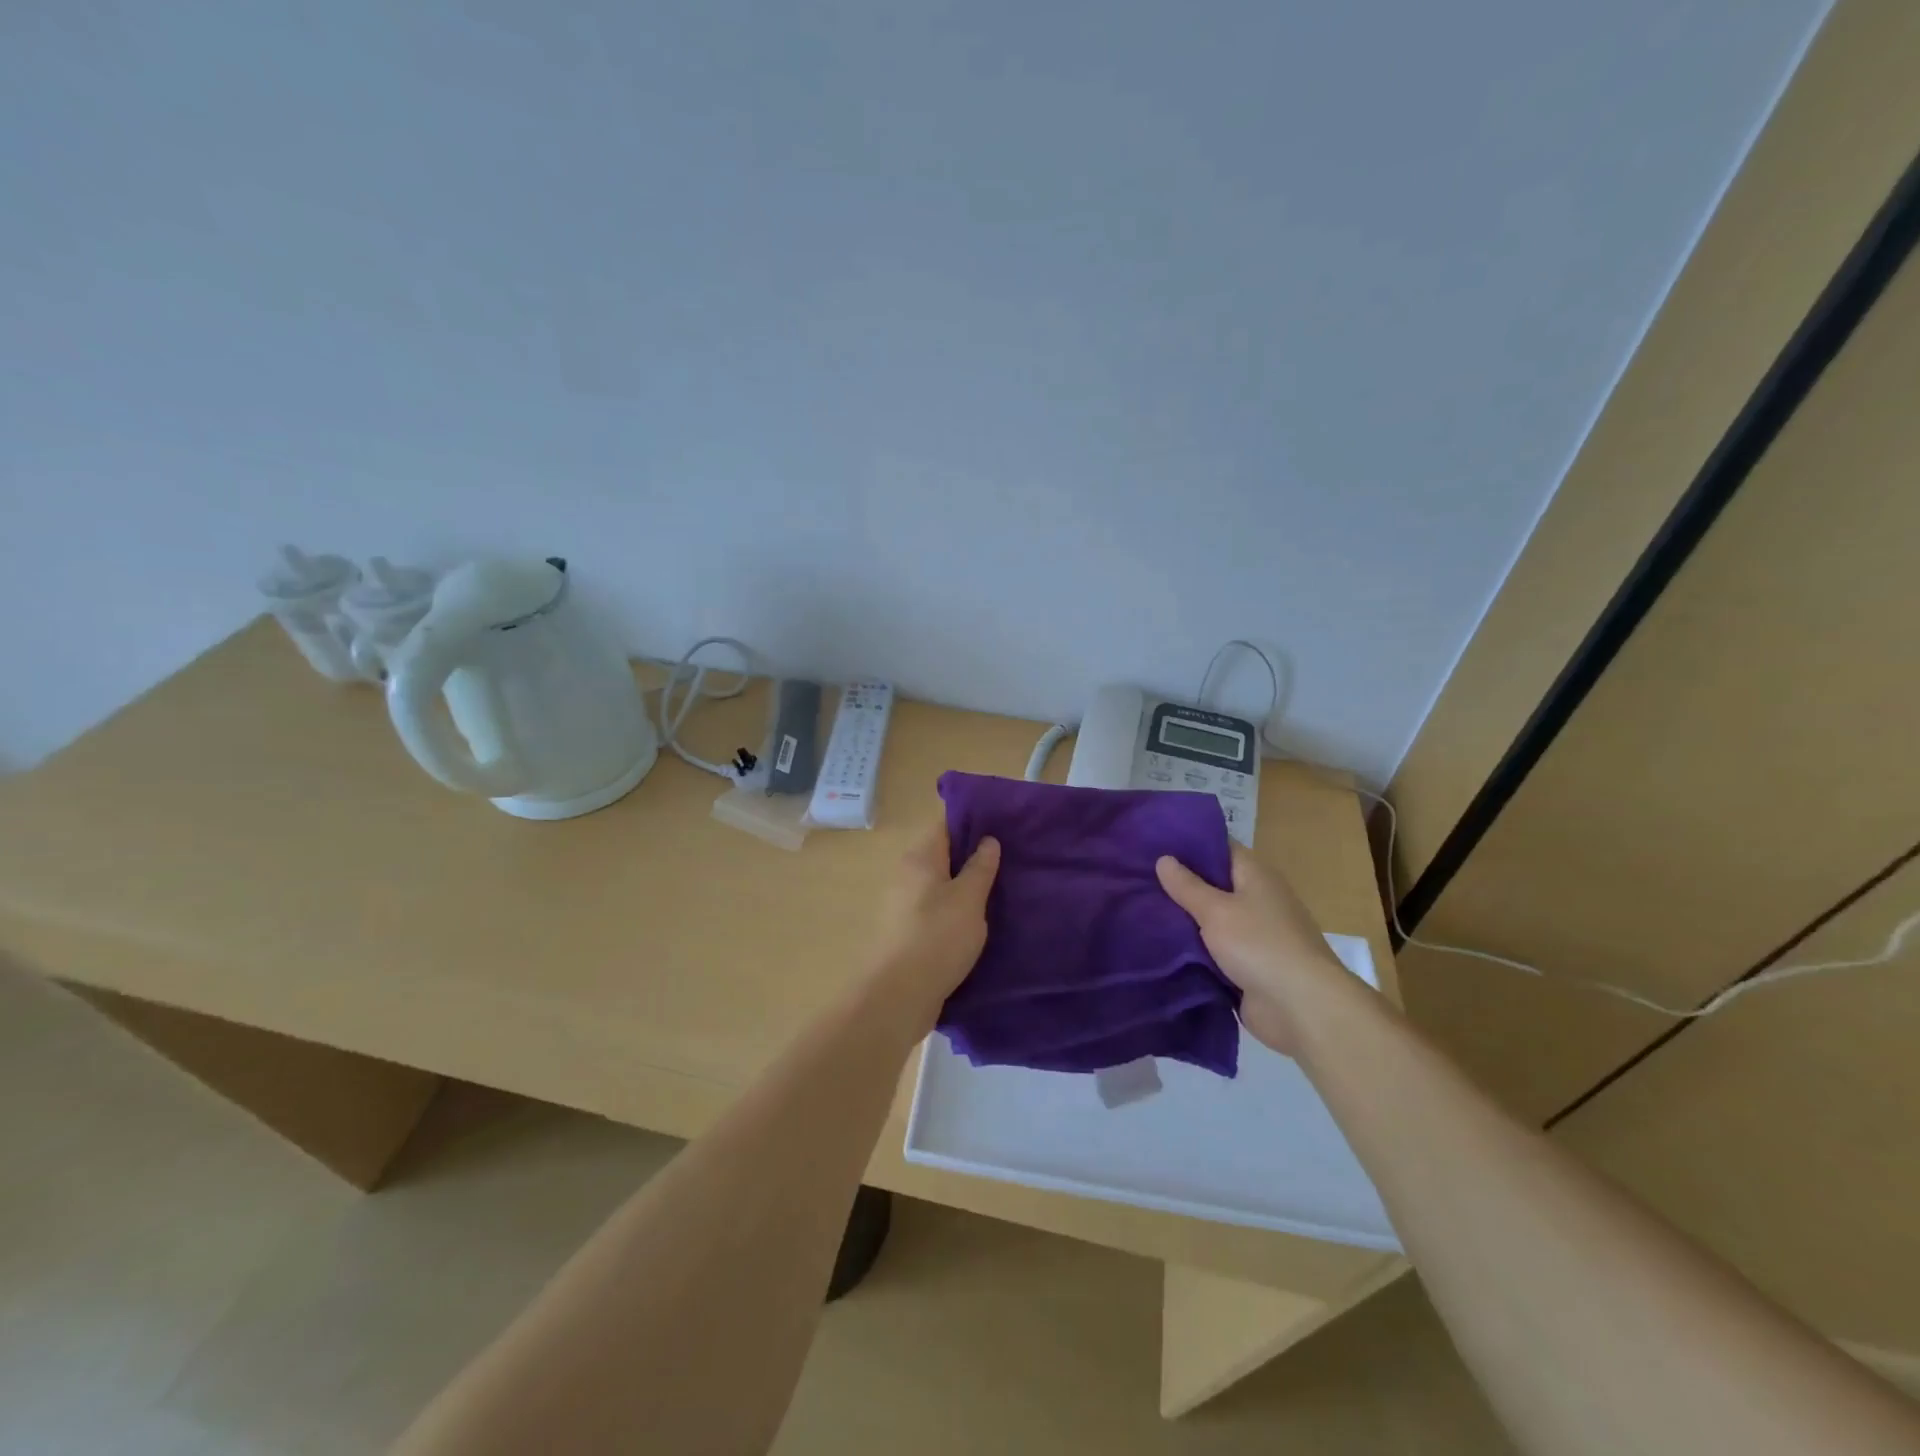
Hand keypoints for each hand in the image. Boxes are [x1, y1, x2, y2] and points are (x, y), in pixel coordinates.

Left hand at [868, 821, 1000, 1032]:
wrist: (898, 995)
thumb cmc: (937, 937)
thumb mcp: (969, 899)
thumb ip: (980, 867)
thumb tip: (987, 840)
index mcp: (920, 858)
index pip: (945, 825)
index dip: (972, 822)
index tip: (1002, 826)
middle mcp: (906, 875)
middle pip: (942, 855)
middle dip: (971, 856)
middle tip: (1008, 860)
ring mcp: (903, 905)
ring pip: (940, 885)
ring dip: (964, 887)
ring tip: (999, 891)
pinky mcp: (906, 933)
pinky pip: (935, 910)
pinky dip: (954, 911)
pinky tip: (977, 922)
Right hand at [1156, 845, 1355, 1053]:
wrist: (1302, 1008)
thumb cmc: (1260, 945)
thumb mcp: (1216, 910)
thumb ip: (1187, 886)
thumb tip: (1163, 858)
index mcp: (1256, 876)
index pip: (1219, 848)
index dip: (1188, 845)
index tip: (1152, 844)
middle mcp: (1257, 900)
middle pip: (1213, 885)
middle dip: (1179, 885)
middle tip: (1136, 878)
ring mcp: (1254, 936)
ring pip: (1210, 920)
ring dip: (1183, 920)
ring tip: (1139, 910)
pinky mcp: (1248, 967)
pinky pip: (1214, 951)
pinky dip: (1193, 950)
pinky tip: (1160, 946)